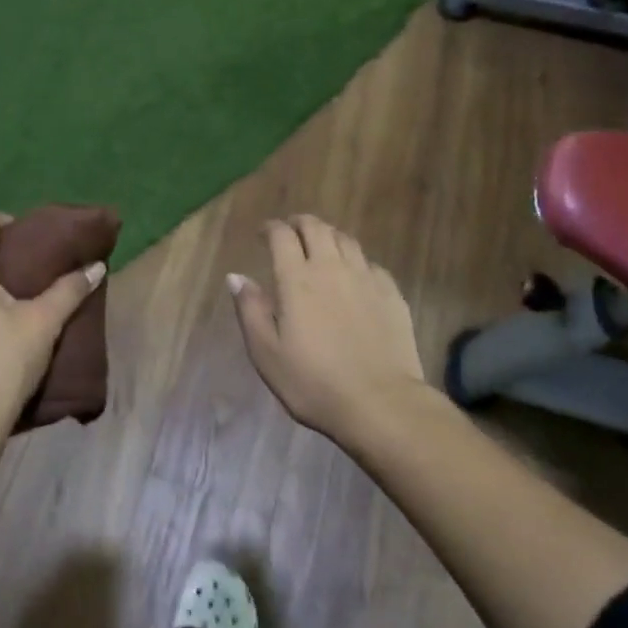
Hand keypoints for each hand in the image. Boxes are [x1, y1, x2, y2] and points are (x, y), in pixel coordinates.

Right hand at [228, 215, 427, 444]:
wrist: (381, 403)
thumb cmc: (314, 383)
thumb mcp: (267, 354)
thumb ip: (250, 310)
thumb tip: (236, 276)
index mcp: (297, 279)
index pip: (281, 235)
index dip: (270, 228)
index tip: (263, 234)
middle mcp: (331, 268)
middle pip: (316, 227)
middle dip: (299, 223)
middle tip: (291, 232)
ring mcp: (366, 278)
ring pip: (346, 240)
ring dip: (328, 236)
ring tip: (321, 247)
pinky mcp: (391, 293)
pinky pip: (370, 263)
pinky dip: (356, 260)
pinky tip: (354, 276)